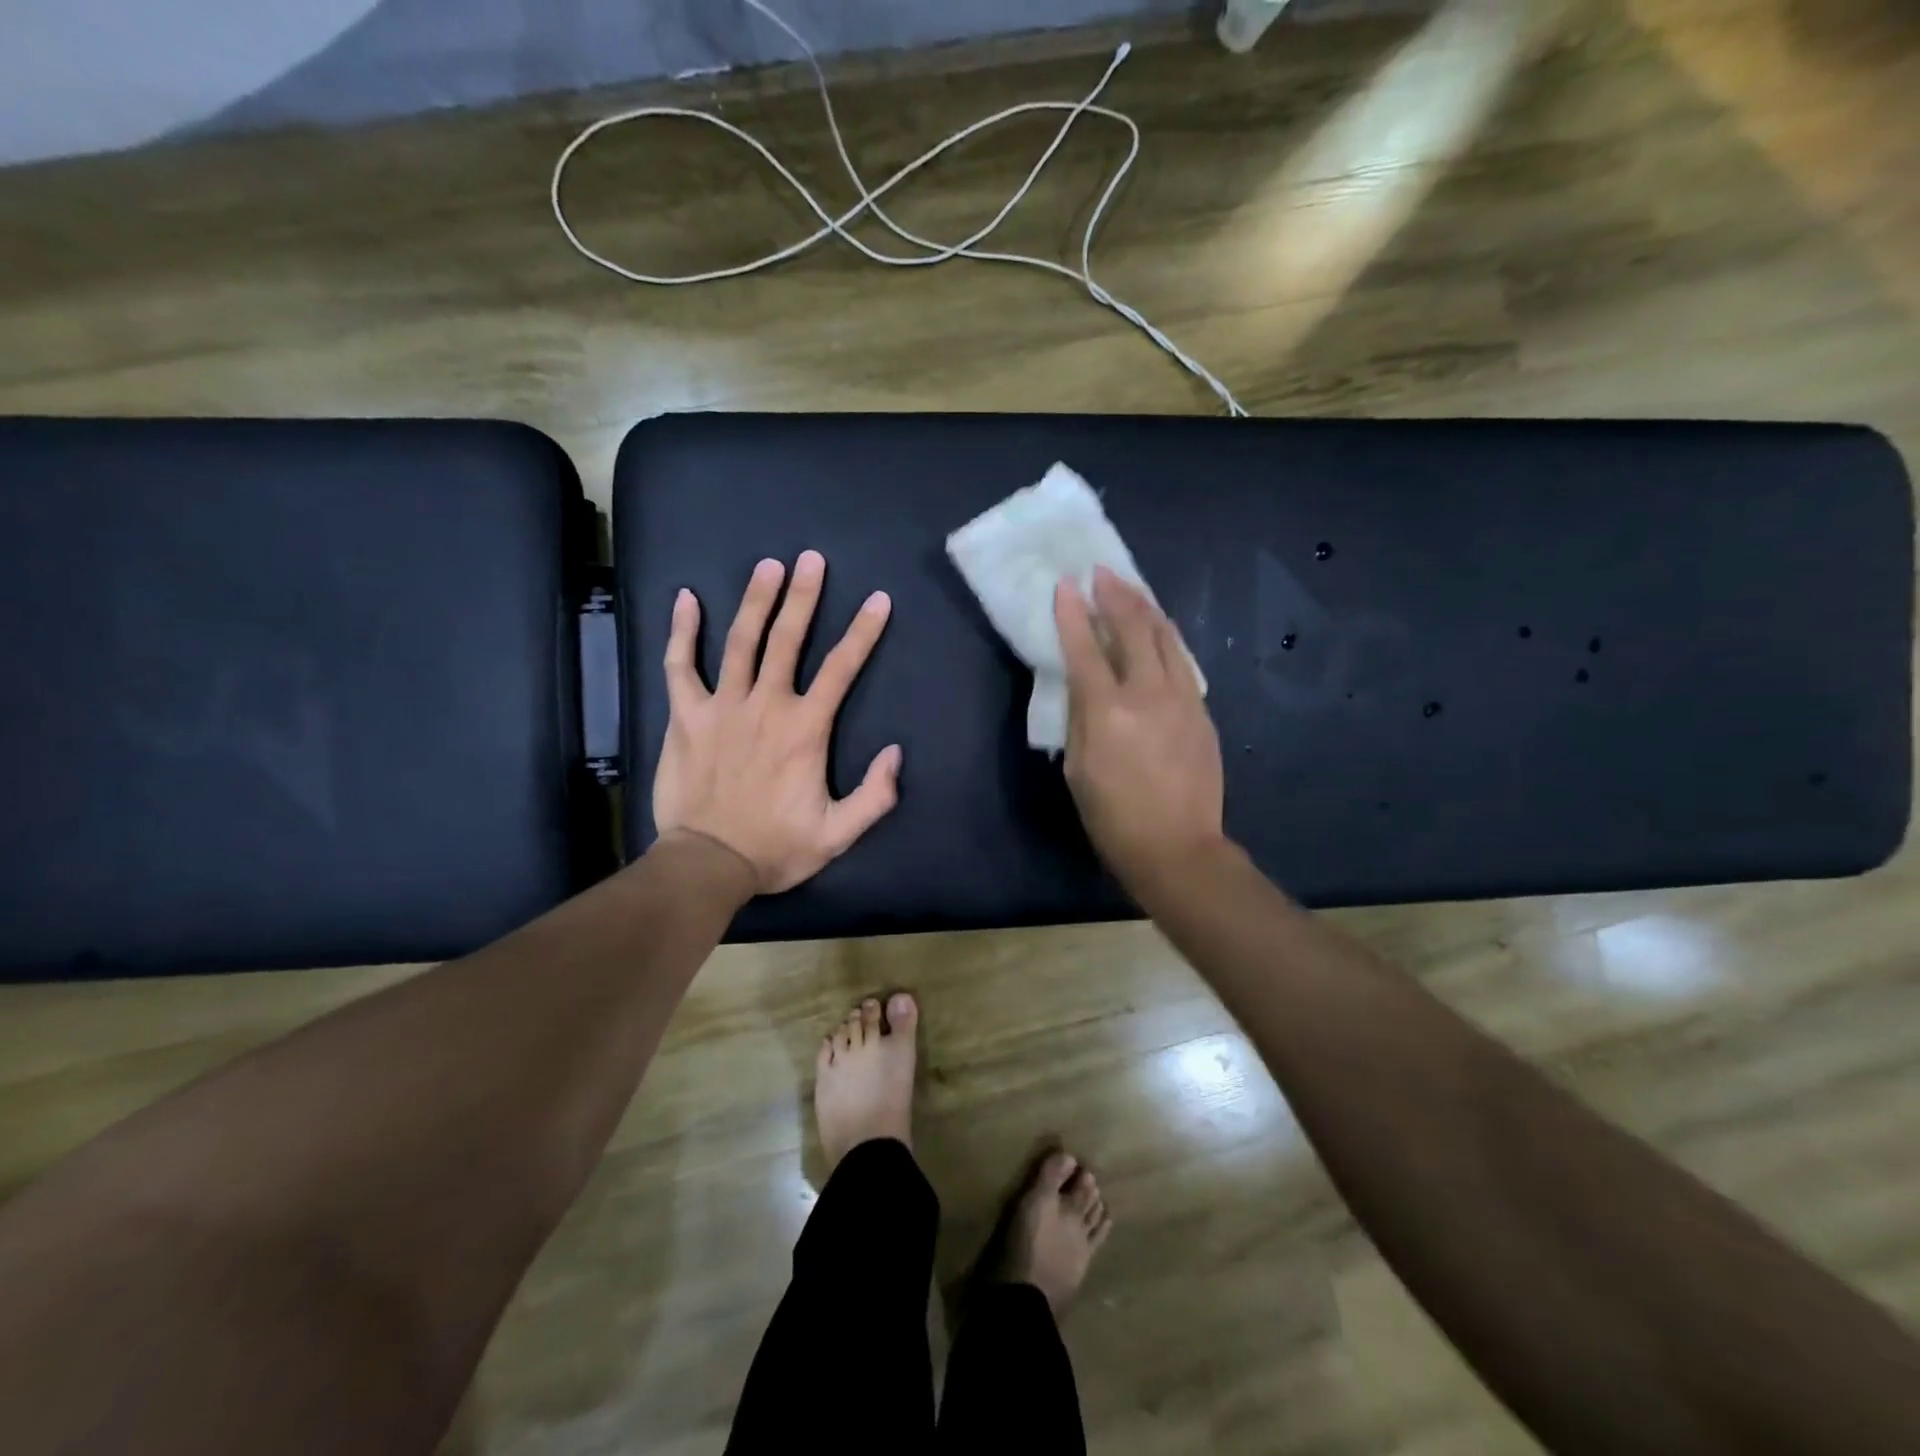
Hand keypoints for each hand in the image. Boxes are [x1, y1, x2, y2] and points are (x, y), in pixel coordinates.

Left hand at [653, 551, 900, 893]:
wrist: (707, 864)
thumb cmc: (775, 848)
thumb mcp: (838, 834)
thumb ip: (875, 795)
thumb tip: (895, 752)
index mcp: (805, 729)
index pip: (842, 668)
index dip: (863, 632)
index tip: (878, 600)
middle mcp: (765, 705)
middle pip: (787, 639)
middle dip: (803, 596)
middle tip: (811, 559)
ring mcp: (720, 707)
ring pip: (740, 642)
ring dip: (755, 600)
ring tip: (768, 566)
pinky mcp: (684, 717)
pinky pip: (680, 666)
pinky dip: (682, 631)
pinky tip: (686, 598)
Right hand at [1055, 566, 1224, 891]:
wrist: (1177, 846)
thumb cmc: (1113, 816)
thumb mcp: (1078, 769)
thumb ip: (1080, 719)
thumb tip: (1082, 685)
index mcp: (1108, 711)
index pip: (1086, 648)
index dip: (1072, 614)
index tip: (1065, 586)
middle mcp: (1148, 694)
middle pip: (1133, 629)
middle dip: (1115, 596)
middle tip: (1102, 573)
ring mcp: (1182, 699)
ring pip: (1166, 638)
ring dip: (1146, 608)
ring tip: (1131, 588)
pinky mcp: (1201, 711)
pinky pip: (1182, 661)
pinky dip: (1166, 638)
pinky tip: (1159, 630)